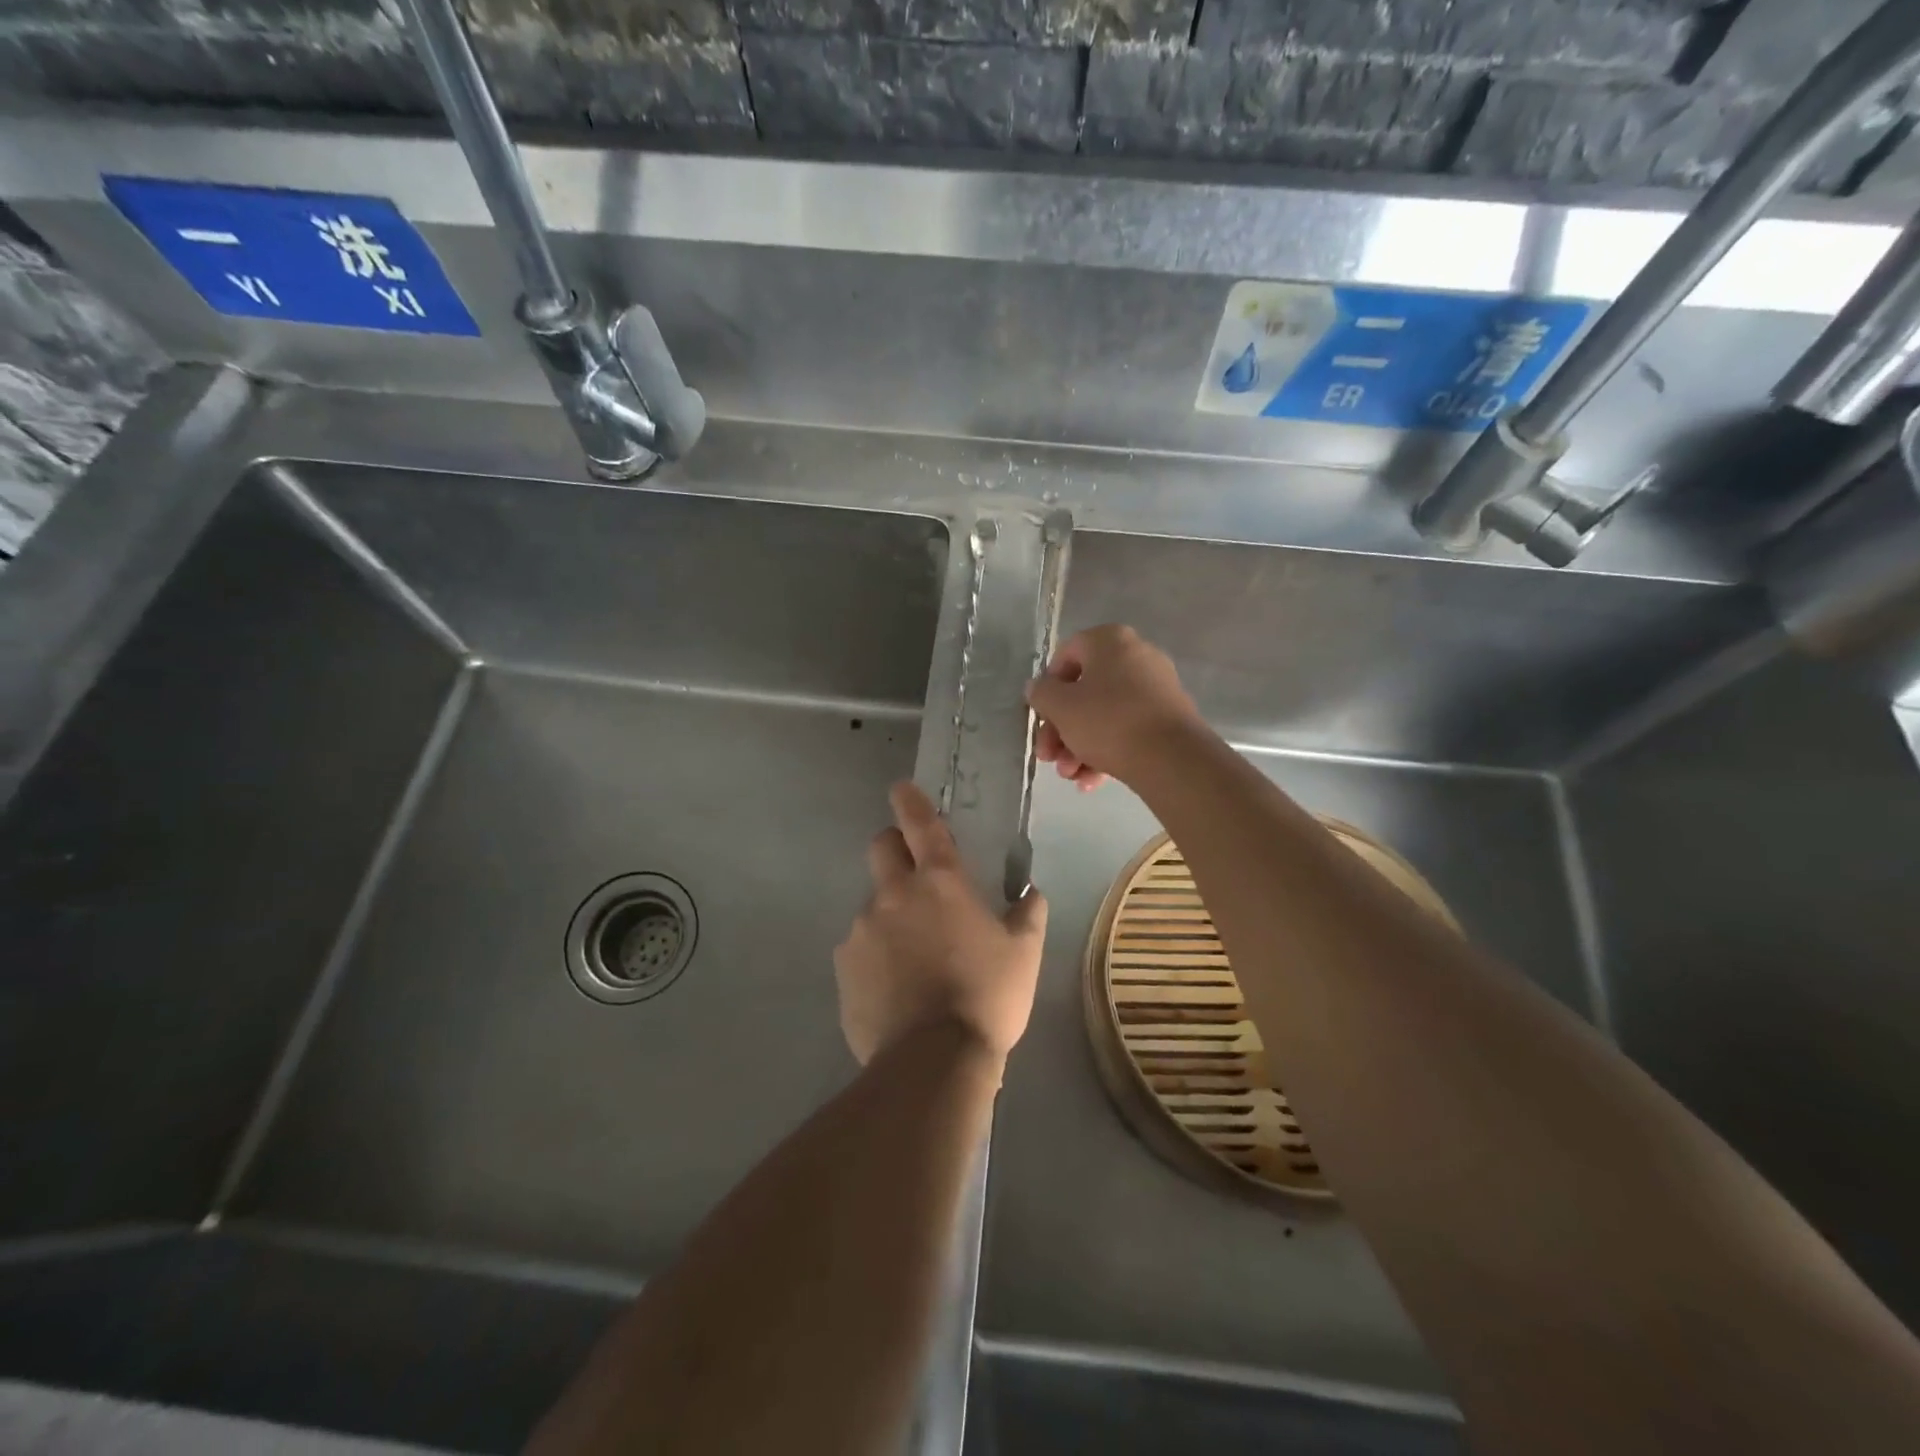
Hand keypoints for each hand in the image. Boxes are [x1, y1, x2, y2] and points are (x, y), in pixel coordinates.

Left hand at [835, 782, 1047, 1067]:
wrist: (933, 1061)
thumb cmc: (987, 996)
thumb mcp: (1023, 953)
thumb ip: (1028, 913)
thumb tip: (1031, 892)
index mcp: (939, 882)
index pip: (920, 824)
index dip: (911, 800)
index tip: (901, 788)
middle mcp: (893, 895)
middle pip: (881, 848)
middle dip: (894, 847)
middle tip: (914, 874)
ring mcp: (861, 930)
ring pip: (873, 905)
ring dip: (891, 915)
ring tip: (914, 958)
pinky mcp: (844, 967)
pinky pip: (859, 948)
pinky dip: (876, 956)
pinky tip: (895, 988)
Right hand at [1027, 624, 1205, 790]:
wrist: (1172, 758)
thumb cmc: (1108, 722)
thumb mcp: (1061, 707)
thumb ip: (1042, 693)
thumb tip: (1038, 687)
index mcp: (1110, 641)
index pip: (1066, 655)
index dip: (1047, 687)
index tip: (1041, 716)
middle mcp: (1136, 656)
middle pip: (1084, 691)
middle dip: (1061, 729)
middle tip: (1049, 757)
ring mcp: (1156, 688)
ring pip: (1104, 715)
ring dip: (1079, 747)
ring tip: (1070, 776)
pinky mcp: (1168, 719)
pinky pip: (1127, 729)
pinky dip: (1106, 752)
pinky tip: (1091, 782)